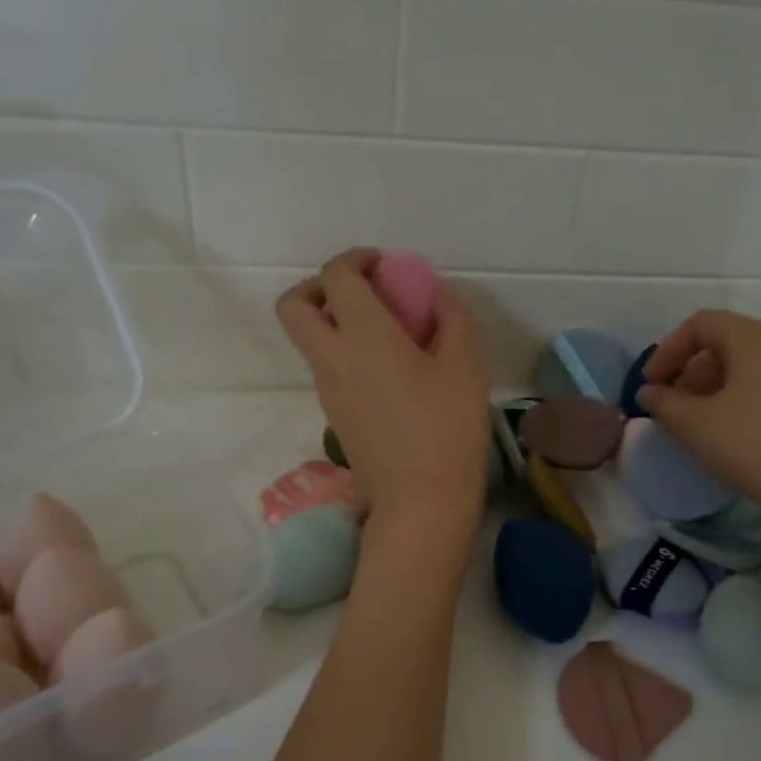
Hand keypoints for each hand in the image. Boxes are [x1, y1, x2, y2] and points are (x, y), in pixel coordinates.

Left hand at [277, 250, 490, 530]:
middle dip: (320, 287)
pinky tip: (389, 371)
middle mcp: (333, 359)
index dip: (355, 259)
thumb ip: (454, 319)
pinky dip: (346, 353)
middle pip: (294, 306)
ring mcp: (328, 390)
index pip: (336, 277)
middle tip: (362, 294)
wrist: (420, 501)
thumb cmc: (447, 429)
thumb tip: (439, 297)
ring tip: (386, 333)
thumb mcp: (466, 367)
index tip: (384, 265)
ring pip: (309, 340)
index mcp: (364, 337)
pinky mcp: (334, 416)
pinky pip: (327, 368)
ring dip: (335, 322)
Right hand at [640, 310, 760, 548]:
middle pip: (727, 343)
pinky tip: (735, 439)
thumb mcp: (696, 426)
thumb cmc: (756, 447)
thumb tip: (649, 393)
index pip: (702, 323)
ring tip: (699, 427)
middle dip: (690, 372)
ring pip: (750, 369)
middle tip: (672, 408)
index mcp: (756, 339)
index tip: (651, 385)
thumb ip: (664, 404)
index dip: (668, 350)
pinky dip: (742, 402)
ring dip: (715, 390)